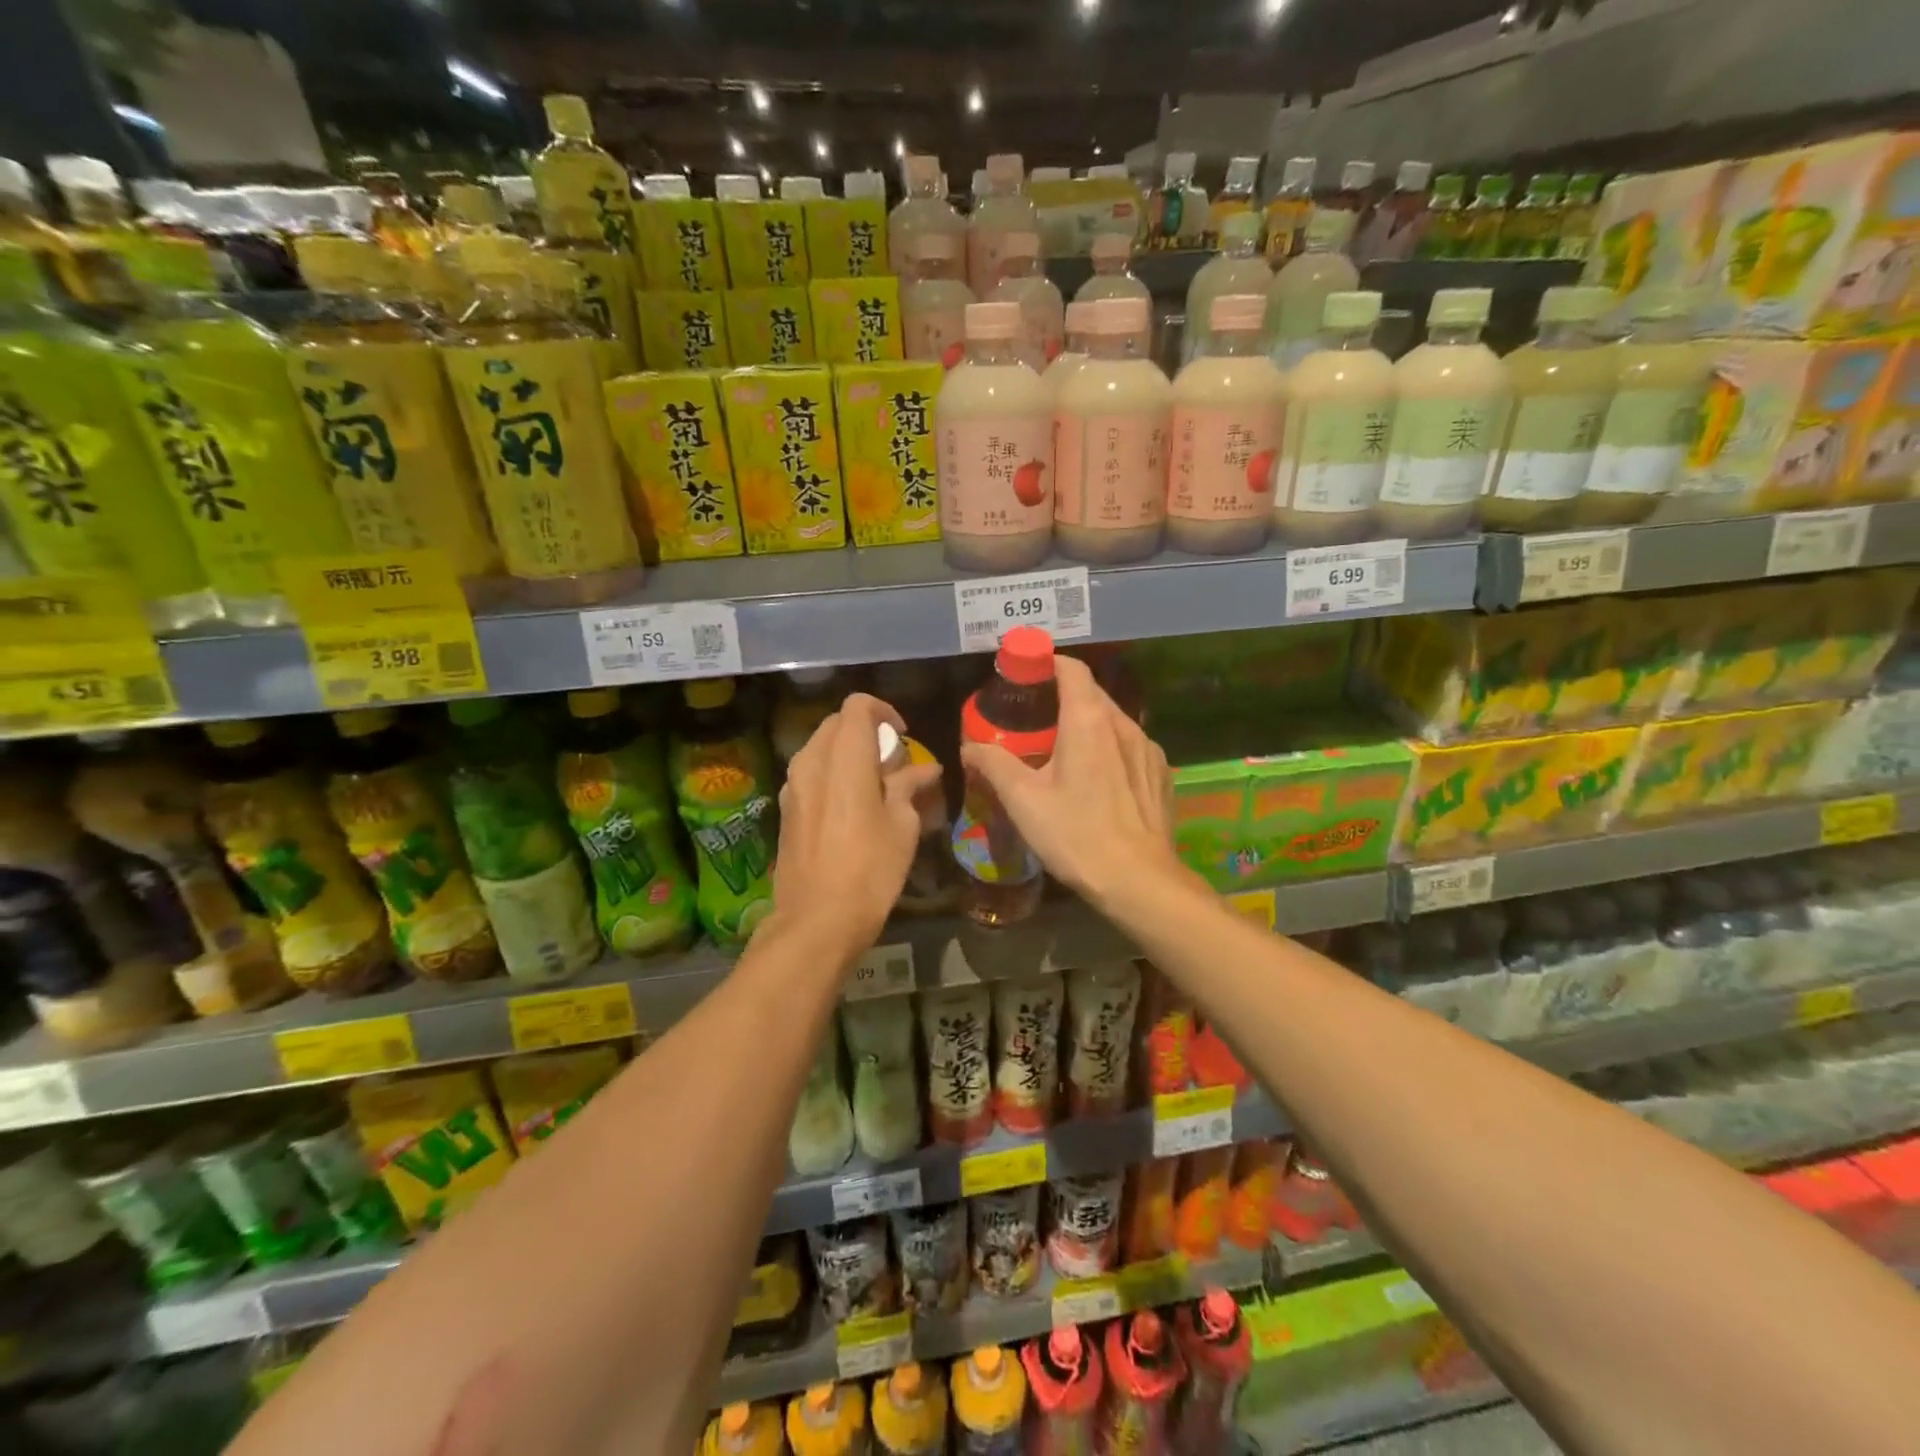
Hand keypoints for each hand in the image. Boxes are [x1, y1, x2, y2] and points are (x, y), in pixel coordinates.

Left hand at [770, 692, 942, 962]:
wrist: (816, 920)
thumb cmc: (870, 870)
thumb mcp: (902, 826)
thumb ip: (909, 786)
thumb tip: (925, 768)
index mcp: (843, 758)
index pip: (857, 706)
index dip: (883, 711)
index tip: (902, 736)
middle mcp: (811, 762)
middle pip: (837, 724)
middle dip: (866, 732)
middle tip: (893, 762)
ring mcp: (792, 786)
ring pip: (821, 748)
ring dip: (848, 754)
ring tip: (875, 785)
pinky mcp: (785, 809)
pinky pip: (810, 774)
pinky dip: (833, 775)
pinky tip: (852, 807)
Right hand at [959, 655, 1180, 908]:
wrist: (1139, 882)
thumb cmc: (1076, 835)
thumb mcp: (1023, 800)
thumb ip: (994, 763)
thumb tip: (971, 747)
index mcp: (1090, 721)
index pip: (1071, 668)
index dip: (1046, 663)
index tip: (1024, 676)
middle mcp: (1124, 725)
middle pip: (1091, 693)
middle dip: (1060, 697)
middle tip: (1032, 720)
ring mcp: (1148, 749)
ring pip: (1112, 720)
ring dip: (1085, 724)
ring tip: (1061, 750)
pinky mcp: (1161, 774)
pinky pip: (1129, 746)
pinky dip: (1108, 748)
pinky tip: (1095, 780)